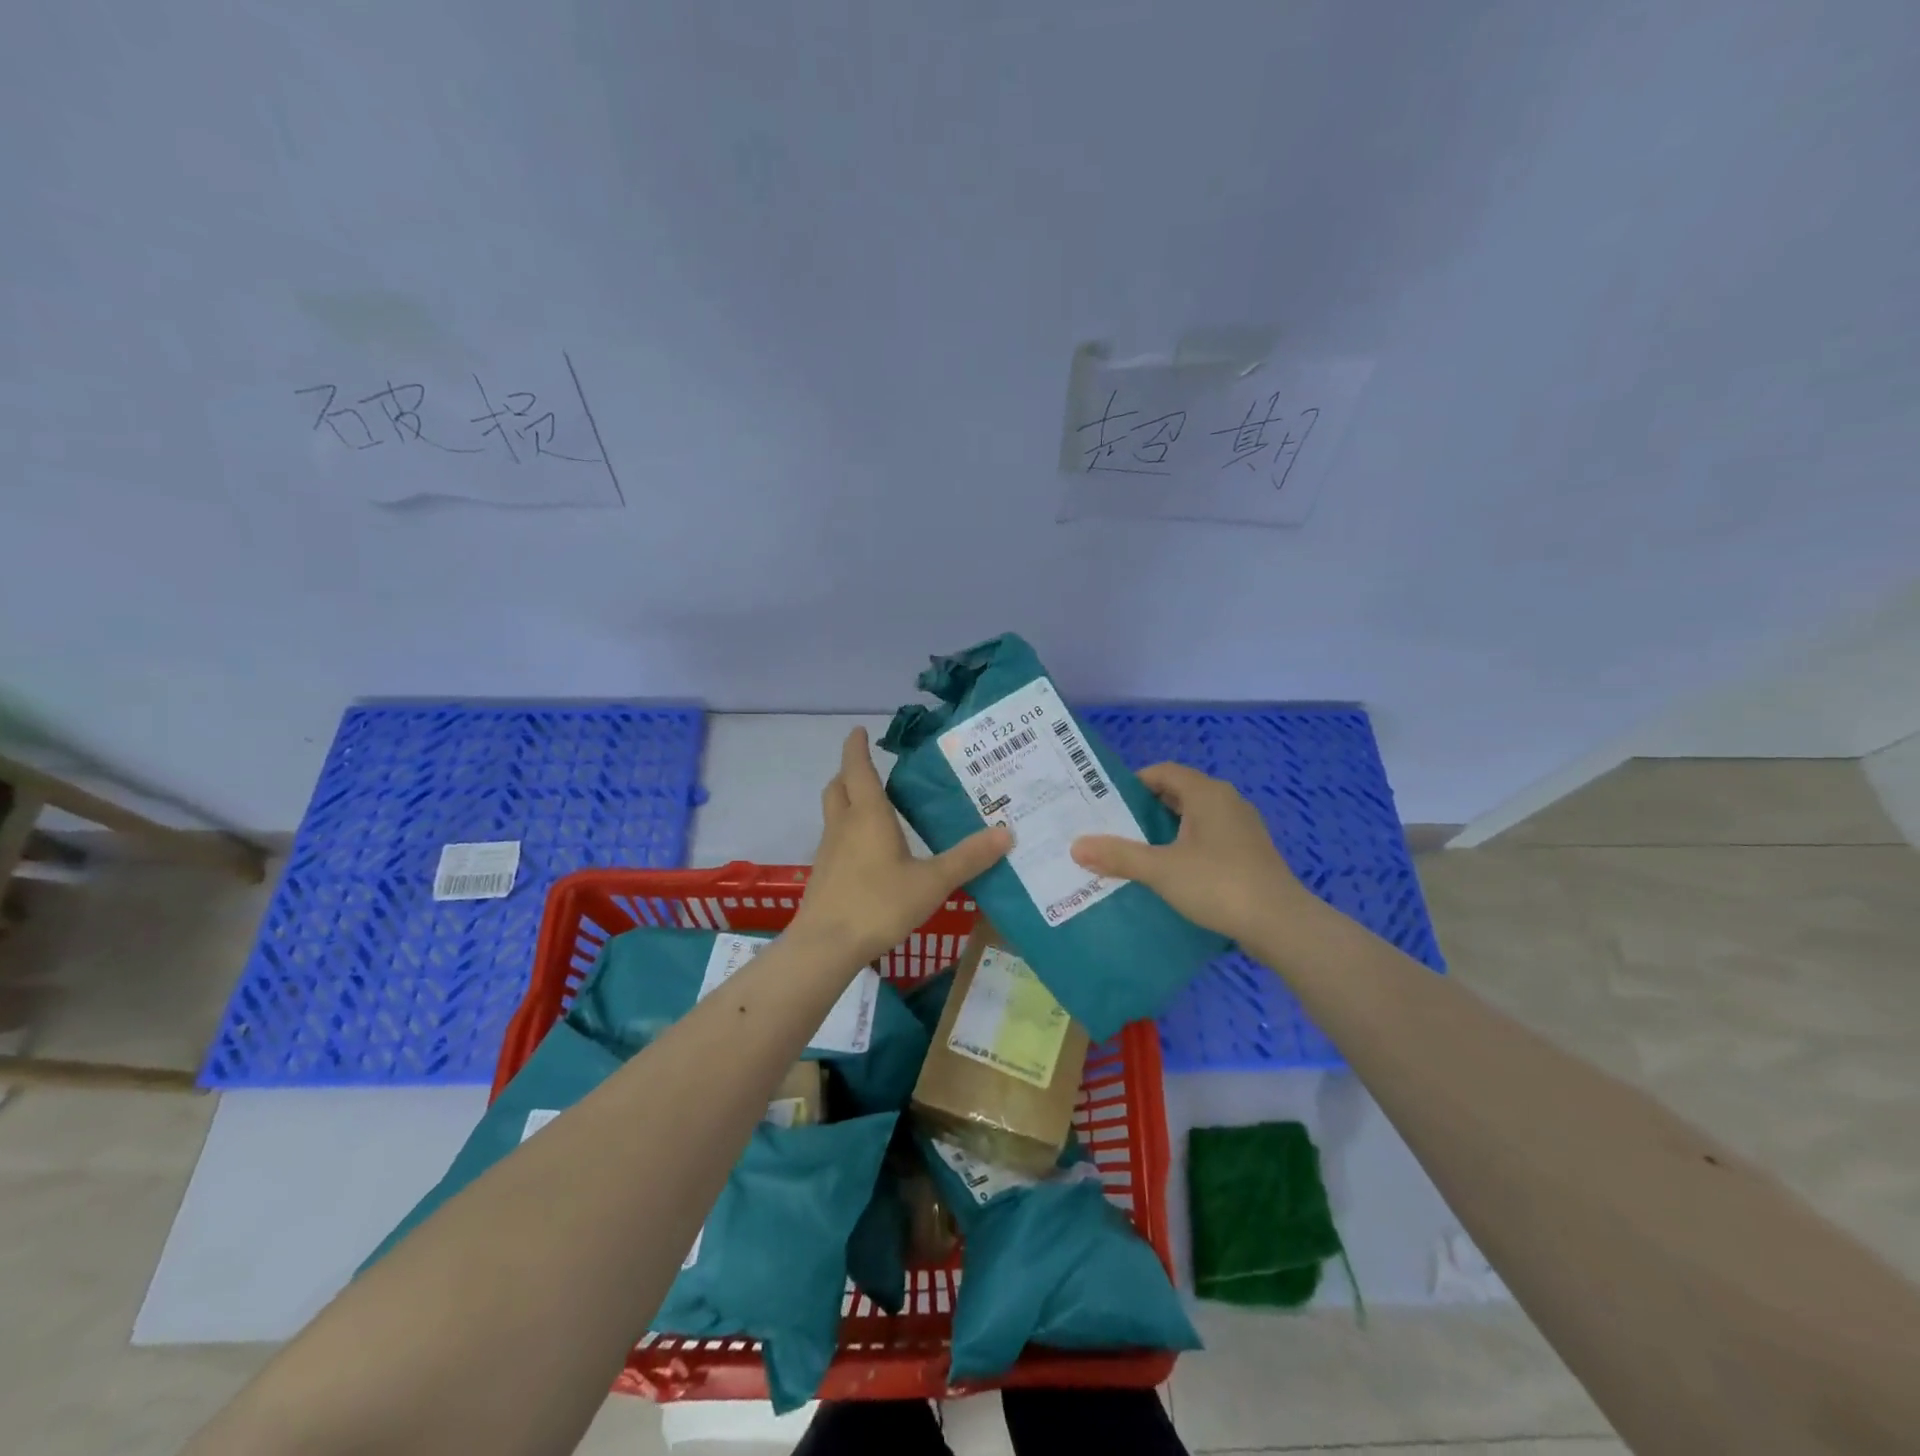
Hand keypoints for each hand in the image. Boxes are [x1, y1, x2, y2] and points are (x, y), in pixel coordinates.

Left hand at [790, 728, 1012, 965]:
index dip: (857, 747)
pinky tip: (869, 851)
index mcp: (868, 815)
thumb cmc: (879, 903)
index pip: (858, 768)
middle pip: (838, 786)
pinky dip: (848, 830)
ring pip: (834, 812)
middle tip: (870, 768)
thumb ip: (968, 858)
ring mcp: (828, 850)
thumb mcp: (932, 882)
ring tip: (875, 807)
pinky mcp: (823, 873)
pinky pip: (834, 838)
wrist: (826, 946)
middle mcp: (843, 825)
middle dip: (851, 772)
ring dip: (848, 800)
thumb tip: (1007, 833)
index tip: (860, 731)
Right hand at [1070, 762, 1300, 942]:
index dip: (1133, 783)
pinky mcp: (1249, 853)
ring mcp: (1242, 828)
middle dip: (1145, 809)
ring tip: (1135, 852)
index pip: (1163, 772)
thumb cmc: (1218, 884)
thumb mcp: (1161, 870)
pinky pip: (1208, 838)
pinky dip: (1185, 846)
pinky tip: (1170, 872)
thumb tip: (1076, 846)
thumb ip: (1118, 855)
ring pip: (1194, 818)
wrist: (1280, 924)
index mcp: (1207, 793)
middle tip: (1114, 829)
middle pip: (1178, 793)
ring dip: (1165, 830)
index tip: (1107, 804)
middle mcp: (1226, 801)